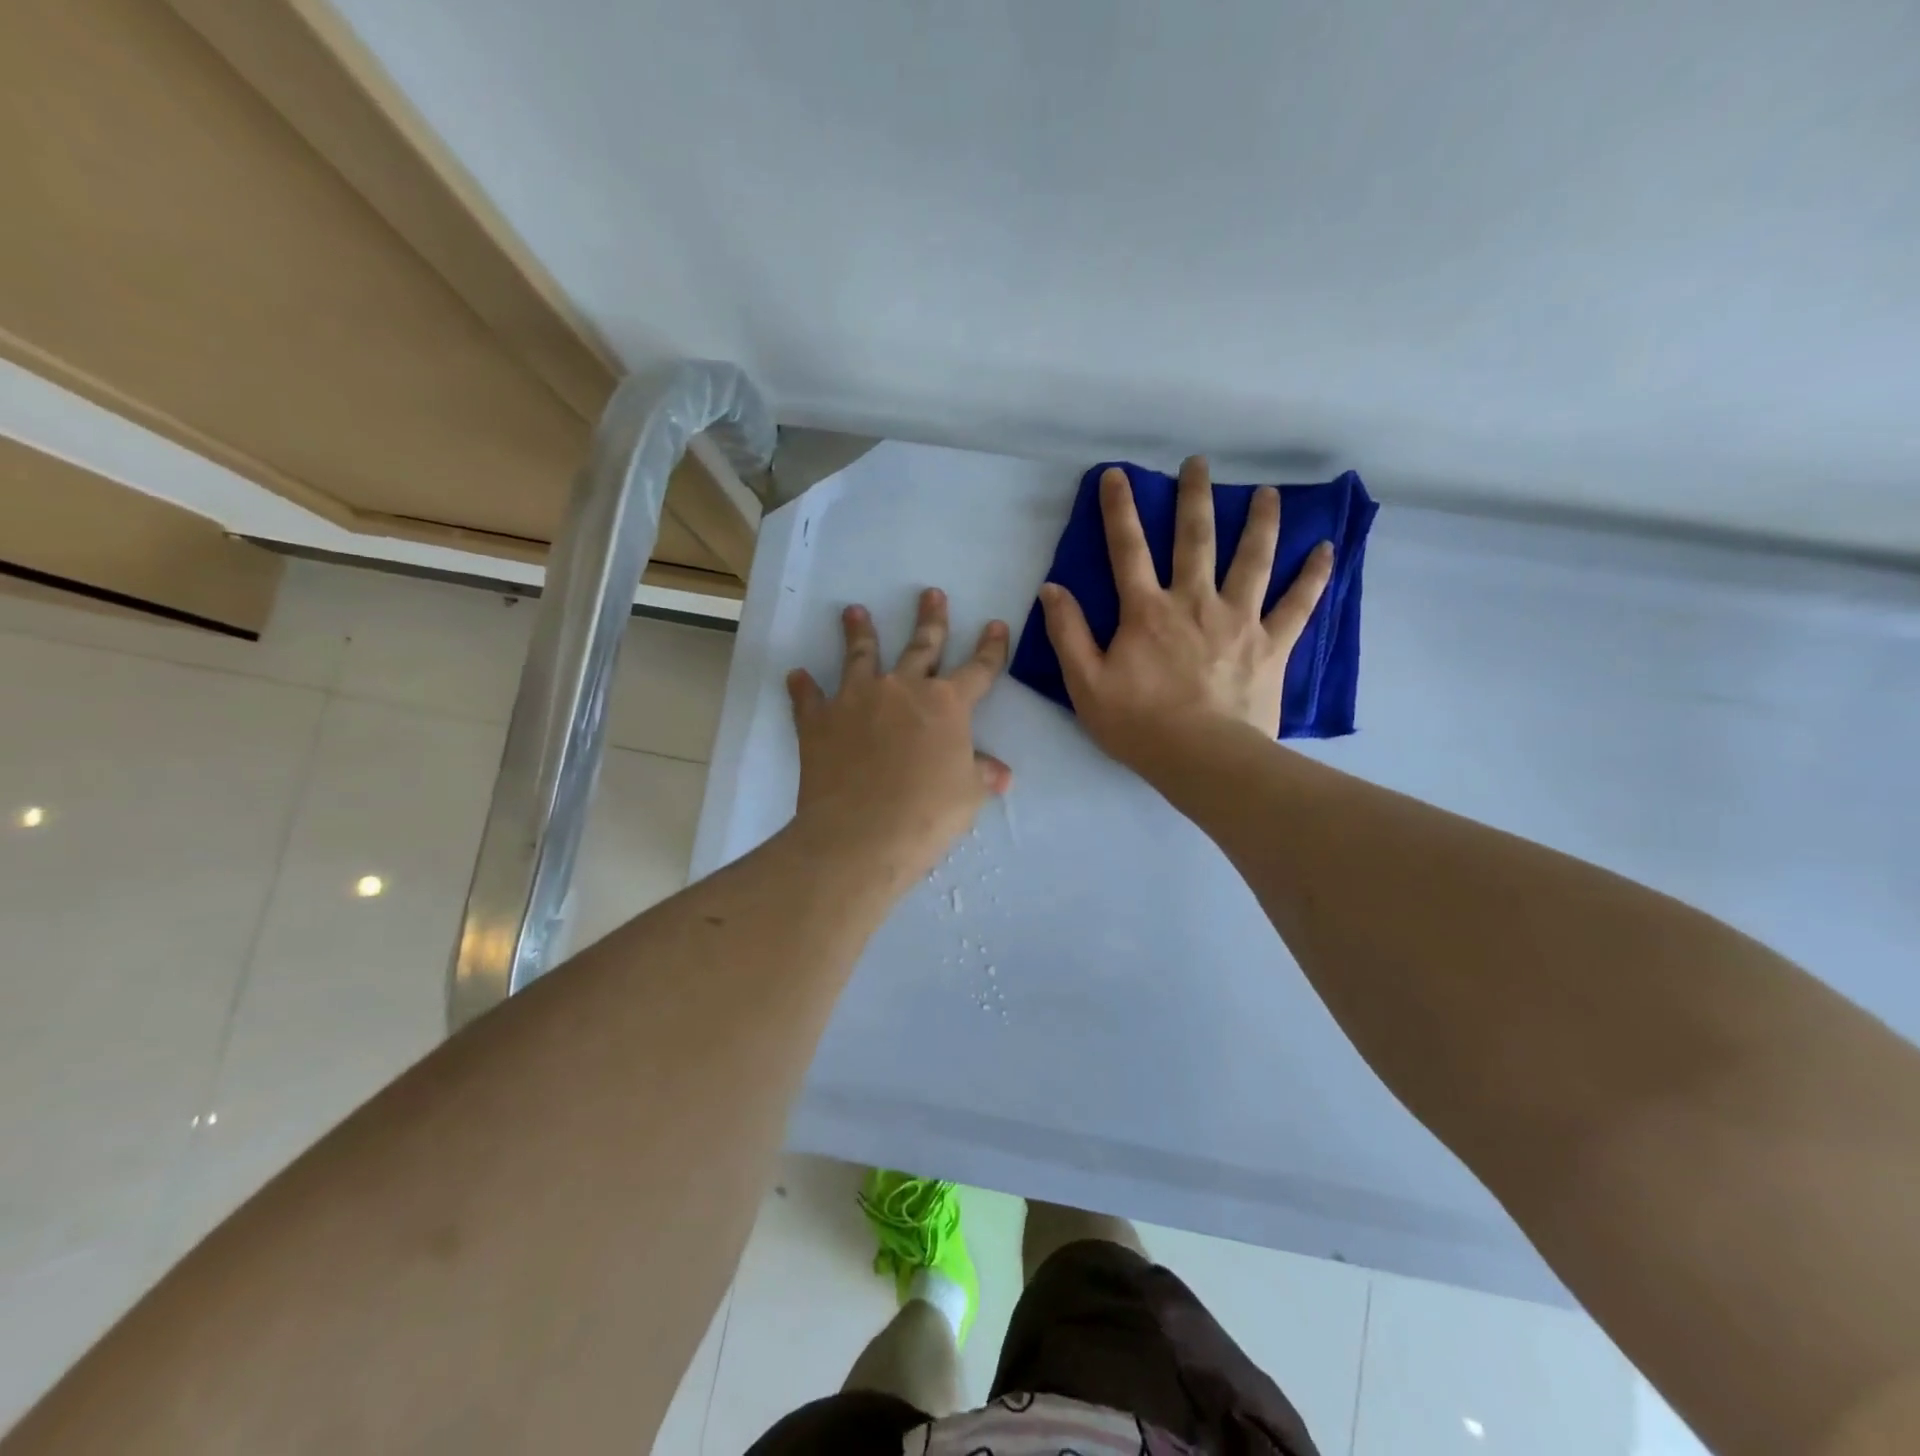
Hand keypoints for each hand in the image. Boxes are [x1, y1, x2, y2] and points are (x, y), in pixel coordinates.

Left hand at [787, 589, 1010, 888]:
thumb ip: (982, 774)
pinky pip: (809, 698)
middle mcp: (903, 689)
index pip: (979, 669)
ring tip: (854, 612)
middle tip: (931, 593)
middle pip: (922, 646)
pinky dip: (803, 687)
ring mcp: (857, 700)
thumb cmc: (928, 814)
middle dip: (931, 619)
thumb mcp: (967, 795)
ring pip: (861, 656)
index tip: (996, 625)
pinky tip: (797, 675)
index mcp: (947, 705)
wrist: (863, 834)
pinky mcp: (820, 720)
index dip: (992, 648)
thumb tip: (1002, 774)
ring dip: (860, 632)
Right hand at [1038, 456, 1332, 767]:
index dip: (1120, 510)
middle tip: (1198, 464)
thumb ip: (1068, 633)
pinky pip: (1297, 605)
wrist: (1202, 758)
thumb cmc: (1139, 724)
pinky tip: (1326, 550)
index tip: (1118, 475)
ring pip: (1252, 559)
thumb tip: (1053, 589)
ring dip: (1260, 522)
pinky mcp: (1271, 645)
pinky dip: (1313, 577)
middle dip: (1194, 497)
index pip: (1128, 549)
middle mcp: (1194, 602)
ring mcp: (1238, 620)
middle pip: (1195, 539)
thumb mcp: (1086, 684)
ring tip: (1268, 494)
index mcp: (1147, 611)